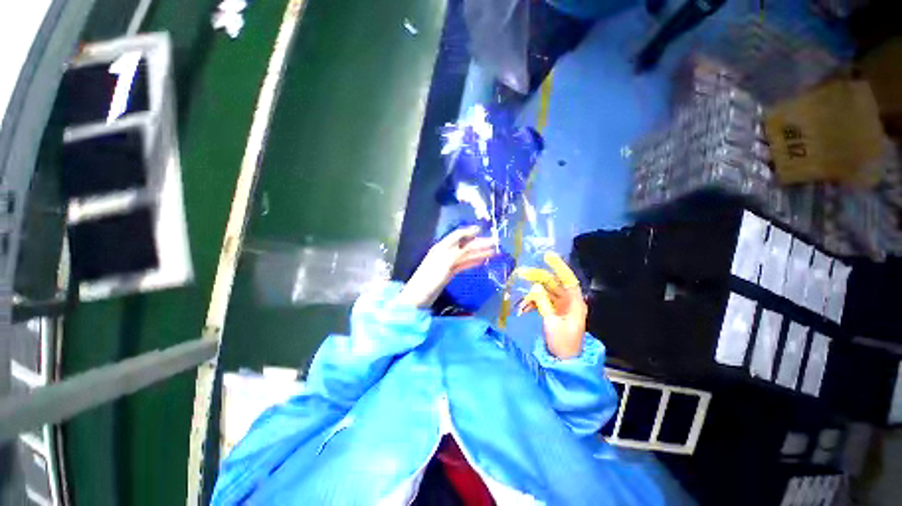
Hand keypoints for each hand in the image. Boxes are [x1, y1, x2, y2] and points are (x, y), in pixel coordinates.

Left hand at [398, 226, 498, 307]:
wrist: (418, 297)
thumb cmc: (430, 278)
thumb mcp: (445, 263)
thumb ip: (459, 252)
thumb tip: (470, 243)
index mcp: (442, 247)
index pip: (458, 236)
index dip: (469, 232)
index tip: (482, 230)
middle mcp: (445, 253)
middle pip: (464, 245)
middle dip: (479, 243)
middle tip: (494, 243)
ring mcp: (448, 263)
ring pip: (466, 255)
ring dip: (479, 253)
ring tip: (493, 252)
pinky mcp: (449, 273)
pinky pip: (464, 264)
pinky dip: (473, 262)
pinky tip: (481, 261)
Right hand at [514, 252, 586, 358]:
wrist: (564, 361)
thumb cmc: (562, 343)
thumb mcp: (552, 322)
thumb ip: (543, 303)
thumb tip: (535, 288)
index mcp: (574, 302)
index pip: (568, 279)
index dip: (559, 266)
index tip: (547, 256)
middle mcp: (568, 301)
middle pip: (553, 284)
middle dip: (538, 279)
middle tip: (522, 274)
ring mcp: (560, 306)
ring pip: (545, 292)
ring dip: (532, 295)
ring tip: (521, 303)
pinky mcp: (553, 311)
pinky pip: (542, 301)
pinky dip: (532, 303)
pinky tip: (523, 309)